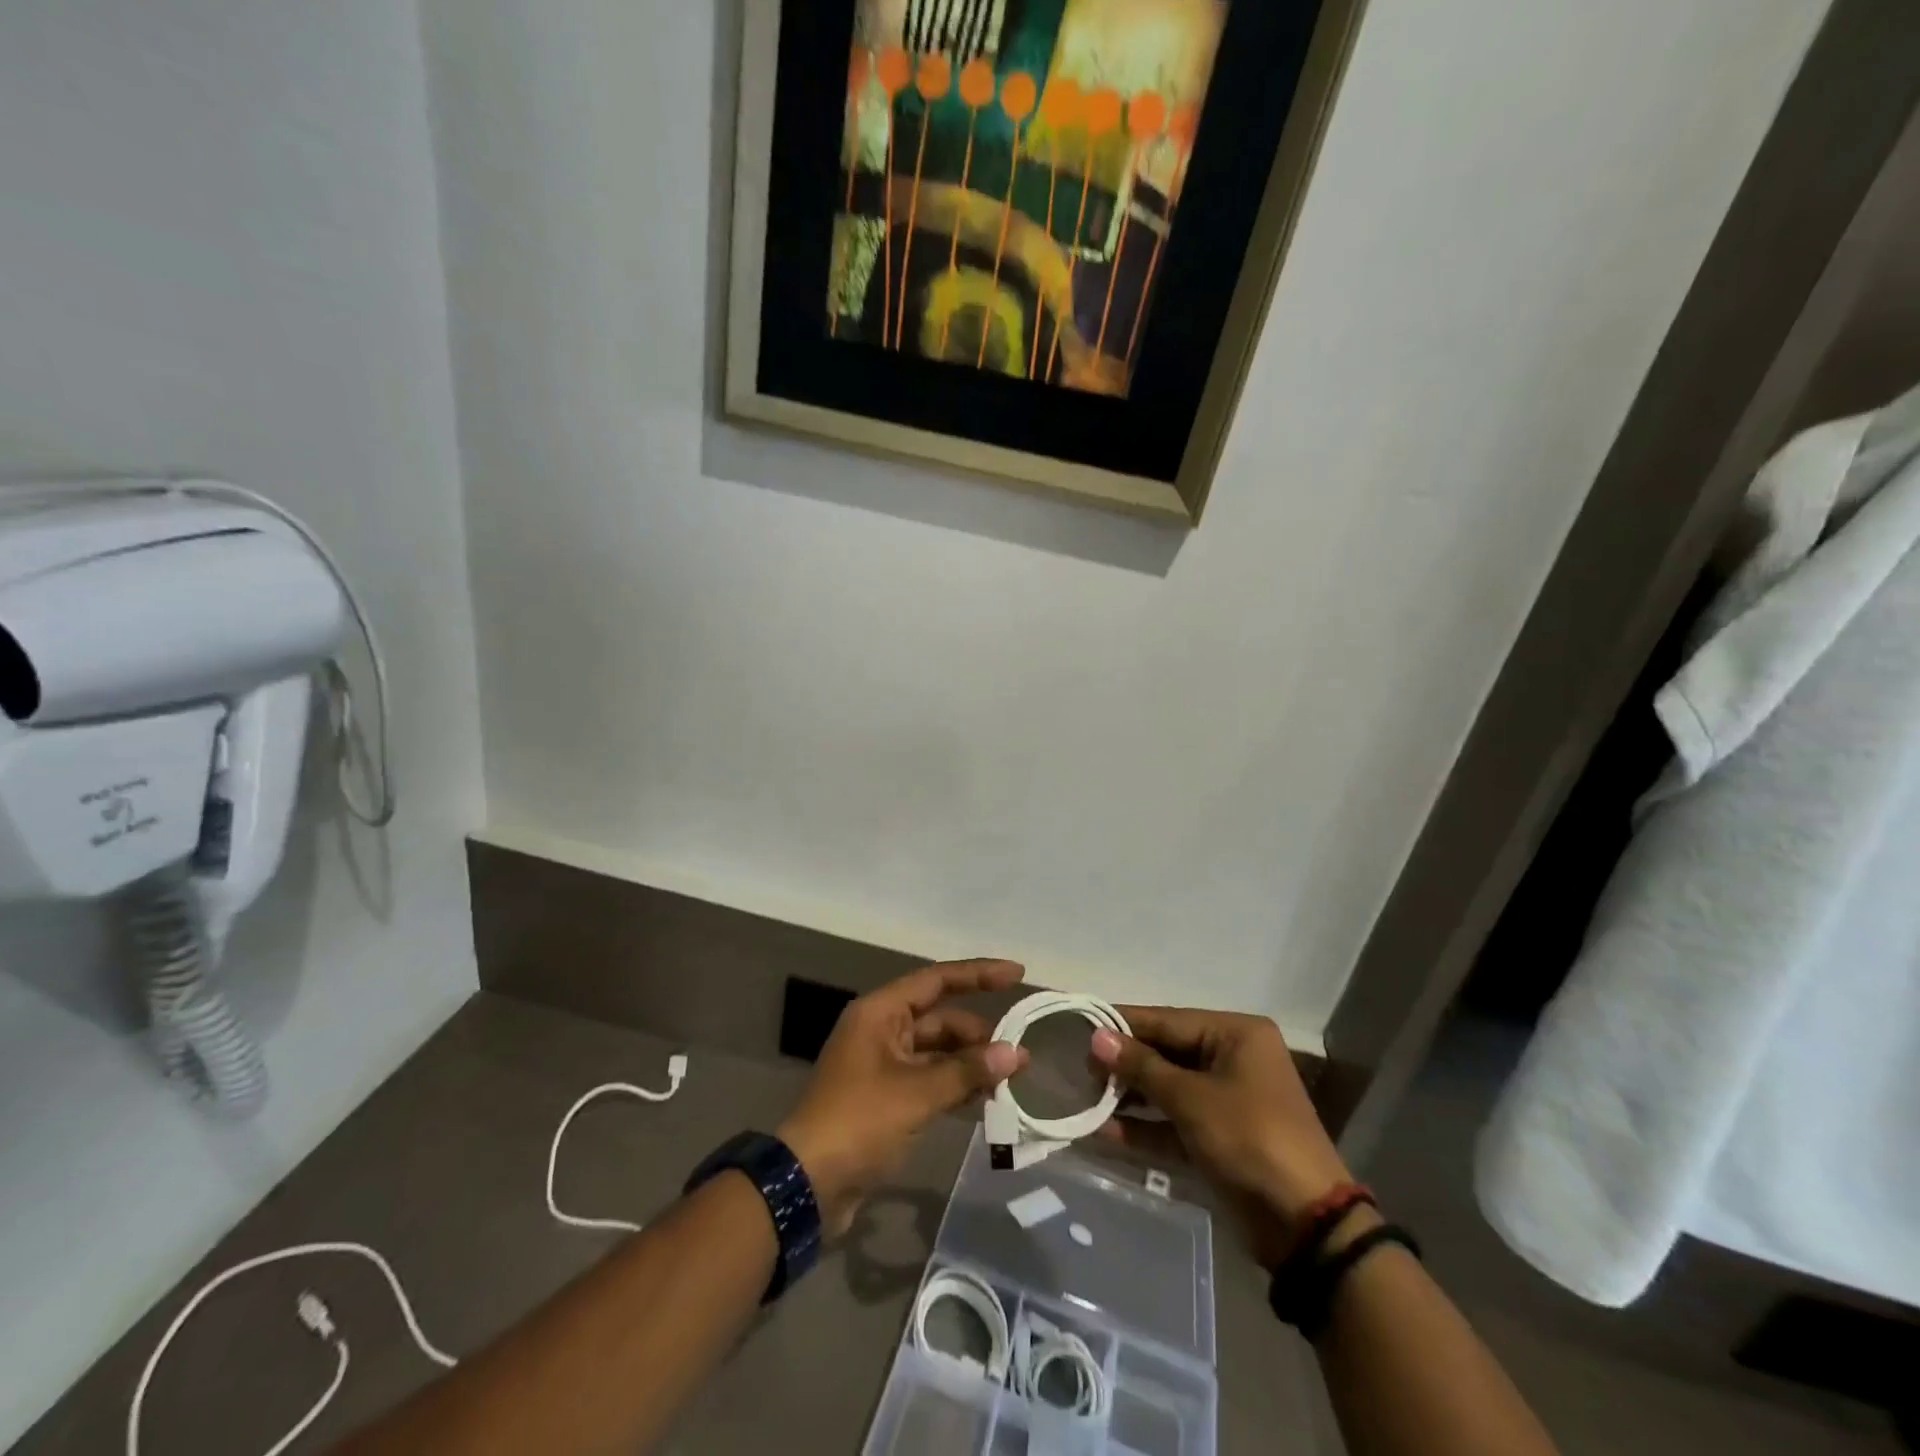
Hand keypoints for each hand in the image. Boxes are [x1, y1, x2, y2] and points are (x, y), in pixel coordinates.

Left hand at [778, 960, 1028, 1235]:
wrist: (807, 1184)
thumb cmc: (859, 1121)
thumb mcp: (916, 1093)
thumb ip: (967, 1071)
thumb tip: (1016, 1054)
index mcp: (880, 1013)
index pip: (937, 980)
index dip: (978, 974)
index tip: (1017, 974)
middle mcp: (881, 1030)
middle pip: (940, 1019)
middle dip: (979, 1034)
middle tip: (1020, 1056)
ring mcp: (882, 1065)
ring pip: (937, 1052)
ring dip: (970, 1063)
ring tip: (1011, 1079)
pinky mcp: (886, 1098)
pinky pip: (929, 1079)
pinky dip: (955, 1085)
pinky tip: (985, 1100)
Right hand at [1090, 1007, 1351, 1268]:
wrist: (1306, 1225)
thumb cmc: (1250, 1139)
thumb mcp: (1191, 1098)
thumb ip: (1141, 1067)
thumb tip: (1096, 1037)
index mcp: (1235, 1035)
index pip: (1167, 1020)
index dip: (1123, 1024)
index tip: (1080, 1025)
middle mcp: (1232, 1059)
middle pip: (1166, 1053)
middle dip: (1124, 1064)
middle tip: (1078, 1068)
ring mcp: (1226, 1100)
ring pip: (1167, 1088)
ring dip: (1129, 1096)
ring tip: (1084, 1097)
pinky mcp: (1219, 1137)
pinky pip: (1174, 1122)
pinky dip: (1144, 1128)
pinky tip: (1104, 1132)